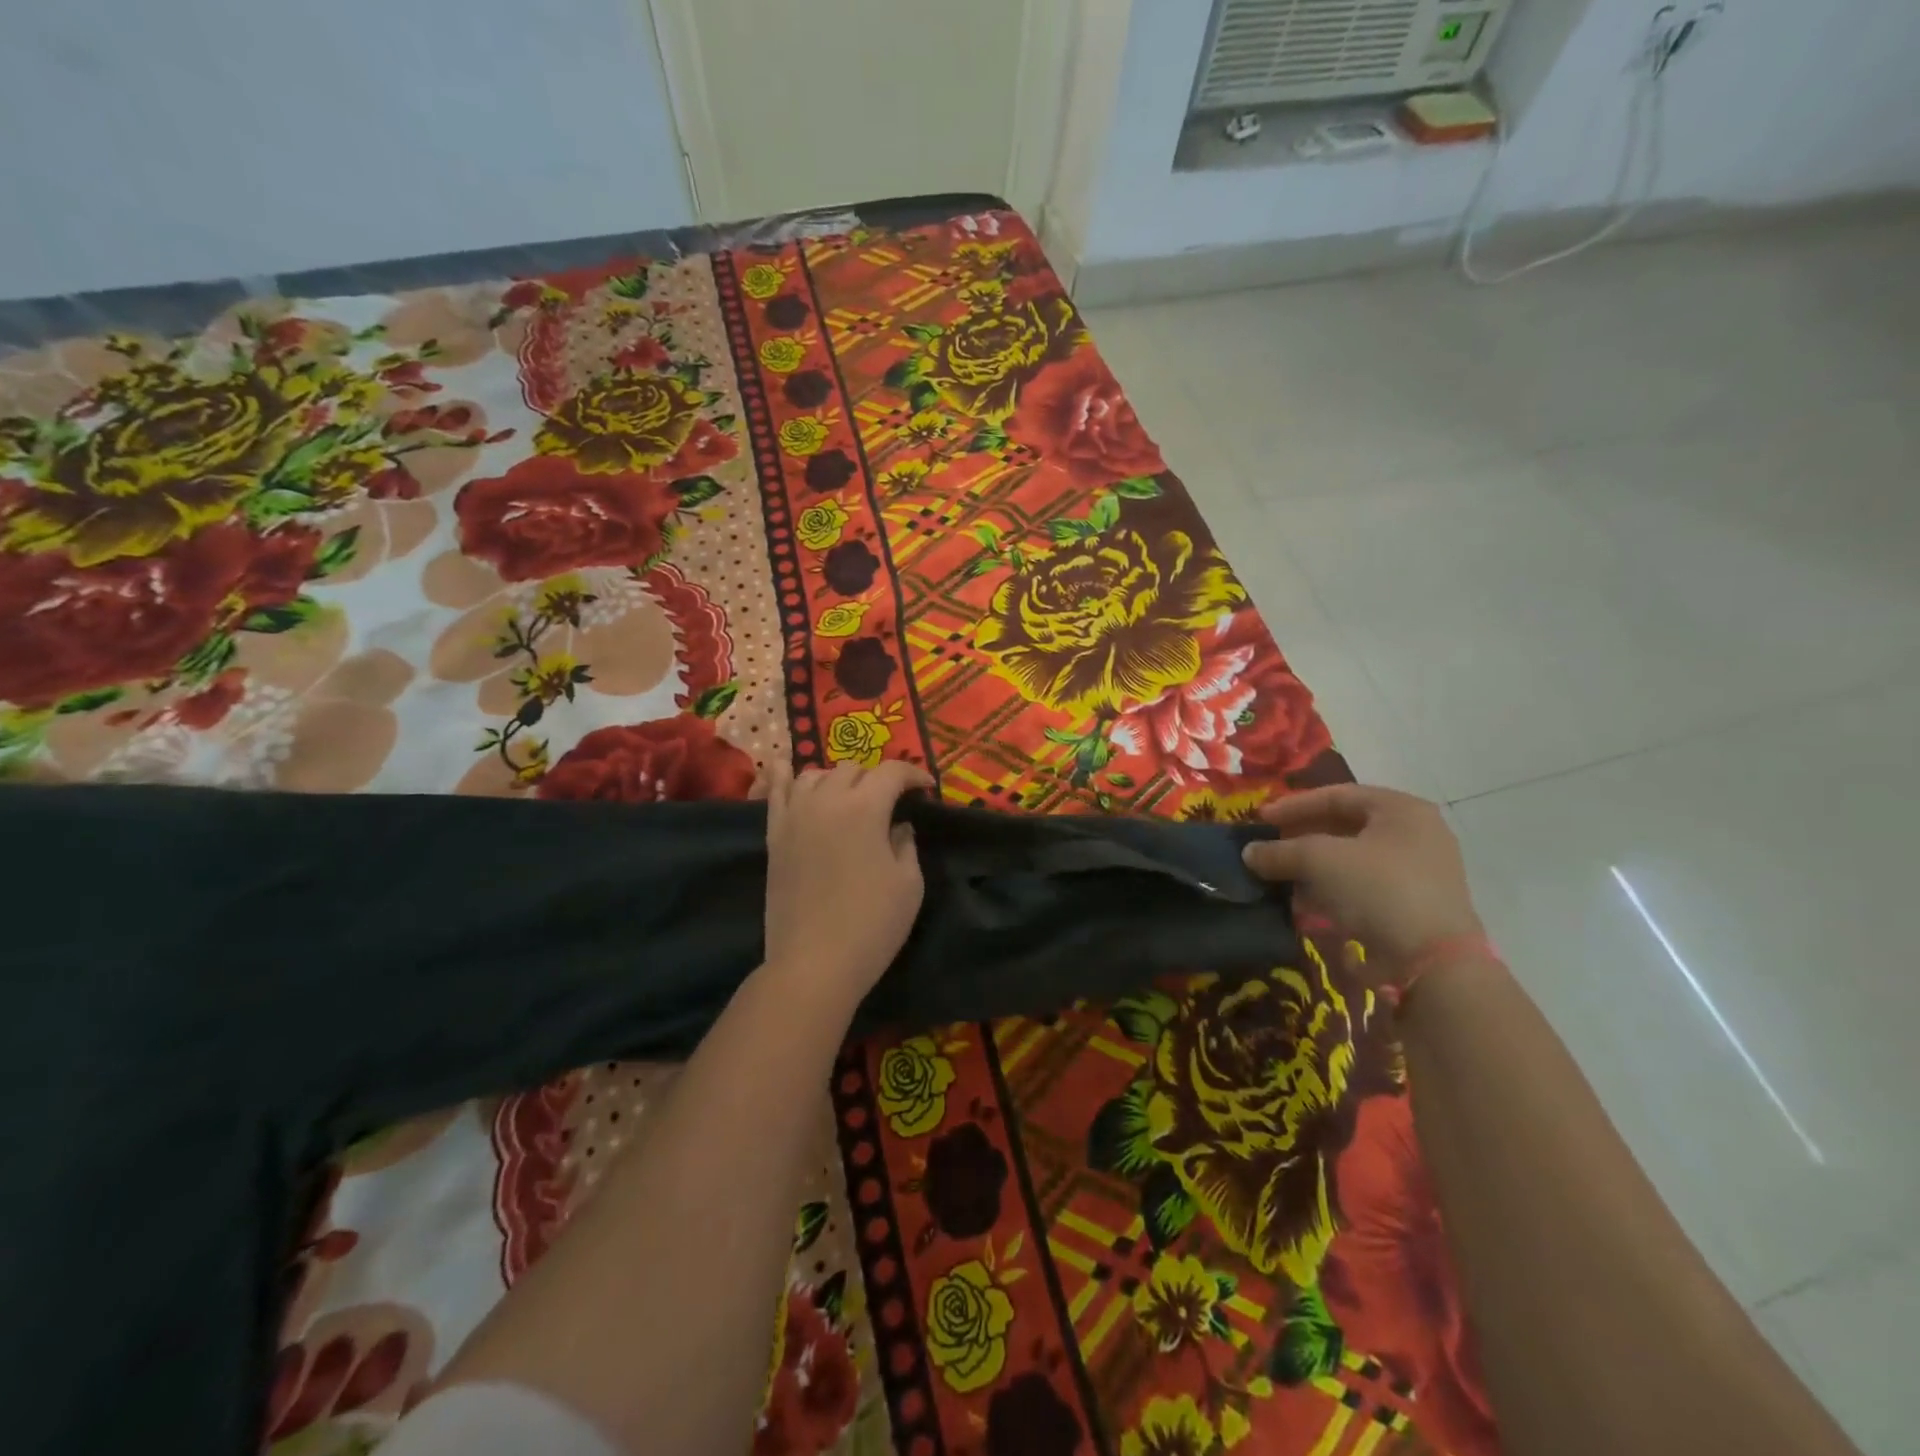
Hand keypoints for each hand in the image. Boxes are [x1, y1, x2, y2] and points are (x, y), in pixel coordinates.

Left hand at [761, 759, 934, 1004]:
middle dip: (878, 778)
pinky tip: (789, 771)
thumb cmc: (871, 924)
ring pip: (816, 775)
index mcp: (865, 807)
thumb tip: (898, 826)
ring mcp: (794, 816)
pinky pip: (776, 792)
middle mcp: (826, 800)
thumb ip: (906, 844)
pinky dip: (785, 777)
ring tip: (850, 798)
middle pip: (853, 768)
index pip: (892, 772)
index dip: (914, 775)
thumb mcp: (909, 884)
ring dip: (838, 779)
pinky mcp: (774, 836)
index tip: (927, 790)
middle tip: (892, 802)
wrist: (813, 962)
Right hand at [1241, 785, 1484, 974]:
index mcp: (1401, 810)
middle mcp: (1416, 835)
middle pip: (1346, 827)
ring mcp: (1419, 872)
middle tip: (1270, 847)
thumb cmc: (1377, 890)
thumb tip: (1249, 853)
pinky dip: (1332, 891)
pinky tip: (1304, 905)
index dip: (1294, 805)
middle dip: (1302, 837)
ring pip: (1352, 859)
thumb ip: (1280, 851)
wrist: (1431, 963)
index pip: (1337, 795)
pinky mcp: (1413, 906)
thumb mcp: (1319, 860)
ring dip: (1313, 867)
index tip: (1261, 819)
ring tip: (1281, 878)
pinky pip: (1363, 887)